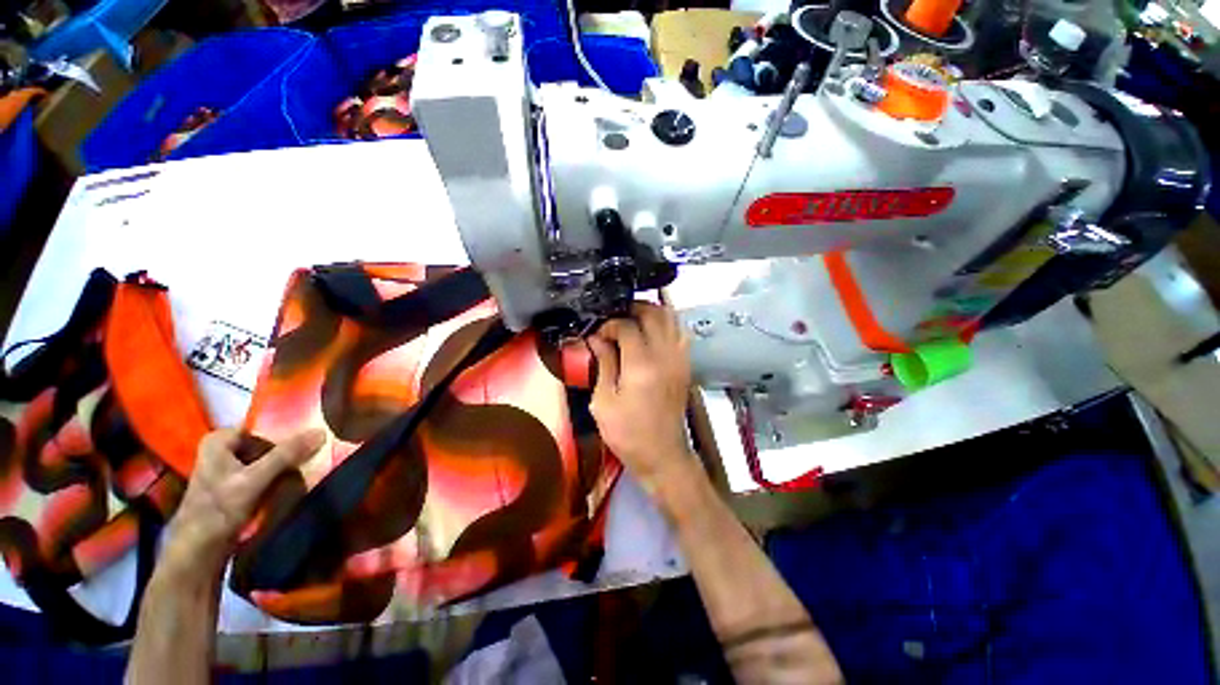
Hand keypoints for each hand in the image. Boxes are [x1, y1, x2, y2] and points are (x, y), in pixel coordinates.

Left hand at [164, 428, 324, 575]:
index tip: (307, 442)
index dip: (285, 434)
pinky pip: (262, 473)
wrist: (199, 551)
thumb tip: (321, 431)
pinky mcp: (233, 486)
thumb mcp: (254, 479)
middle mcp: (221, 449)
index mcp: (218, 440)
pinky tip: (288, 486)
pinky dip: (276, 478)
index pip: (262, 427)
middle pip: (264, 444)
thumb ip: (286, 454)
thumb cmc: (219, 510)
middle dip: (286, 453)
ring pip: (265, 459)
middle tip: (308, 459)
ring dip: (284, 467)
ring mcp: (226, 469)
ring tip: (302, 472)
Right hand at [588, 302, 692, 489]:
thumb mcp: (604, 402)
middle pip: (654, 313)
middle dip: (632, 309)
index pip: (627, 325)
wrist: (662, 455)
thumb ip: (603, 364)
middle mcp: (665, 355)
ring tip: (632, 320)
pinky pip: (679, 332)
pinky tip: (651, 333)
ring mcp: (680, 359)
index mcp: (641, 365)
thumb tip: (596, 338)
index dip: (610, 324)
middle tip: (614, 318)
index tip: (598, 334)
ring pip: (671, 318)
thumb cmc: (628, 433)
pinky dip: (665, 324)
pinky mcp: (685, 365)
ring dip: (650, 313)